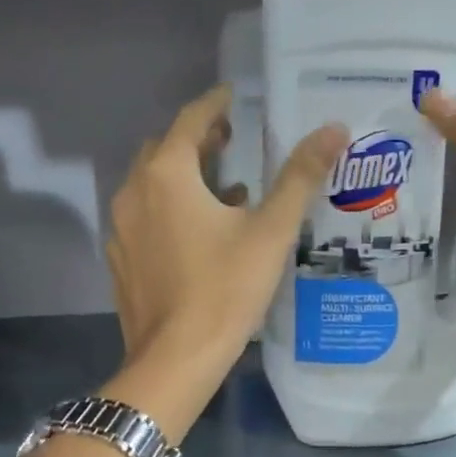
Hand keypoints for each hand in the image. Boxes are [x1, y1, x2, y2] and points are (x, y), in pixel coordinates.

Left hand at [106, 85, 347, 370]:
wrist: (175, 359)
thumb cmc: (225, 289)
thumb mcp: (270, 231)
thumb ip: (300, 176)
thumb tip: (334, 129)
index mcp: (166, 174)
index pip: (191, 120)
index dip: (215, 105)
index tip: (235, 97)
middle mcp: (133, 191)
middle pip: (164, 150)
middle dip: (197, 140)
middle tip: (233, 140)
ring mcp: (121, 228)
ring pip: (151, 185)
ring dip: (184, 176)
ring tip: (226, 187)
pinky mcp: (121, 259)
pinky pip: (145, 217)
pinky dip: (170, 209)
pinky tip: (201, 233)